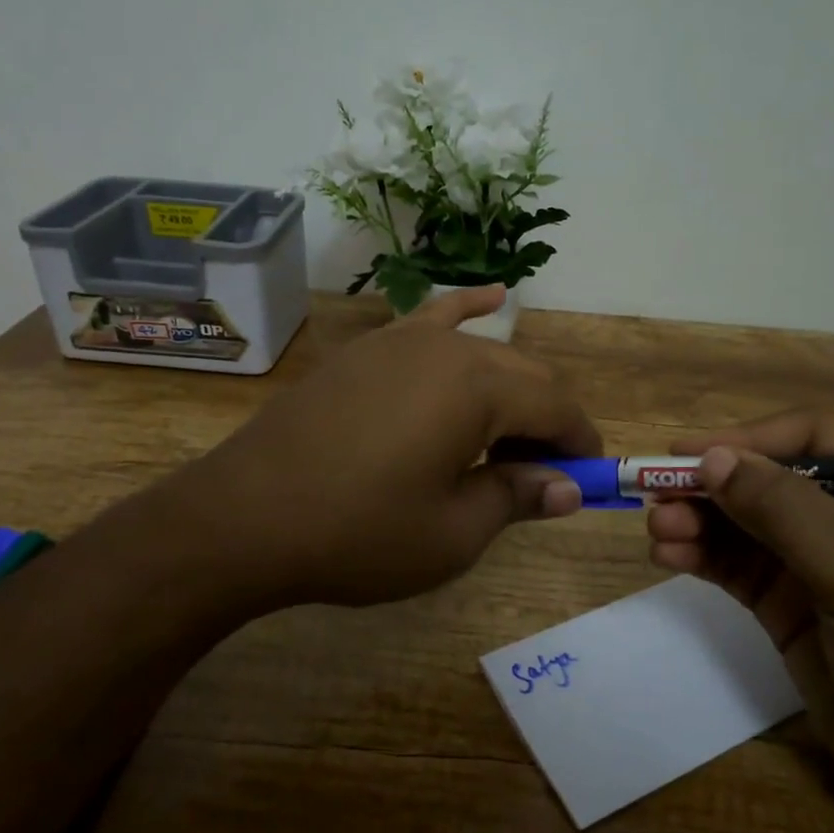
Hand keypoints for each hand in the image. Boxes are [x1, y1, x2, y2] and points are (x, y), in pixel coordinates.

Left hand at [161, 285, 598, 614]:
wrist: (245, 518)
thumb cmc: (358, 534)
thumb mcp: (452, 533)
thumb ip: (516, 497)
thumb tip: (565, 487)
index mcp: (478, 388)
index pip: (555, 405)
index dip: (579, 443)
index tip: (587, 478)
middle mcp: (446, 349)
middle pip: (523, 374)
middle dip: (546, 421)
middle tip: (543, 474)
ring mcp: (400, 341)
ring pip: (481, 353)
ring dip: (509, 389)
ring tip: (512, 432)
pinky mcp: (366, 351)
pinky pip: (428, 320)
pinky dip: (466, 310)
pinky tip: (493, 298)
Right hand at [646, 413, 833, 832]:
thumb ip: (784, 510)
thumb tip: (712, 458)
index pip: (812, 439)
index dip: (749, 440)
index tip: (689, 455)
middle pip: (768, 482)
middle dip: (713, 487)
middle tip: (658, 497)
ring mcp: (821, 568)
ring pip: (745, 526)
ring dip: (698, 522)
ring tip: (658, 530)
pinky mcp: (793, 611)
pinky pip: (738, 569)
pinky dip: (701, 558)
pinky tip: (668, 556)